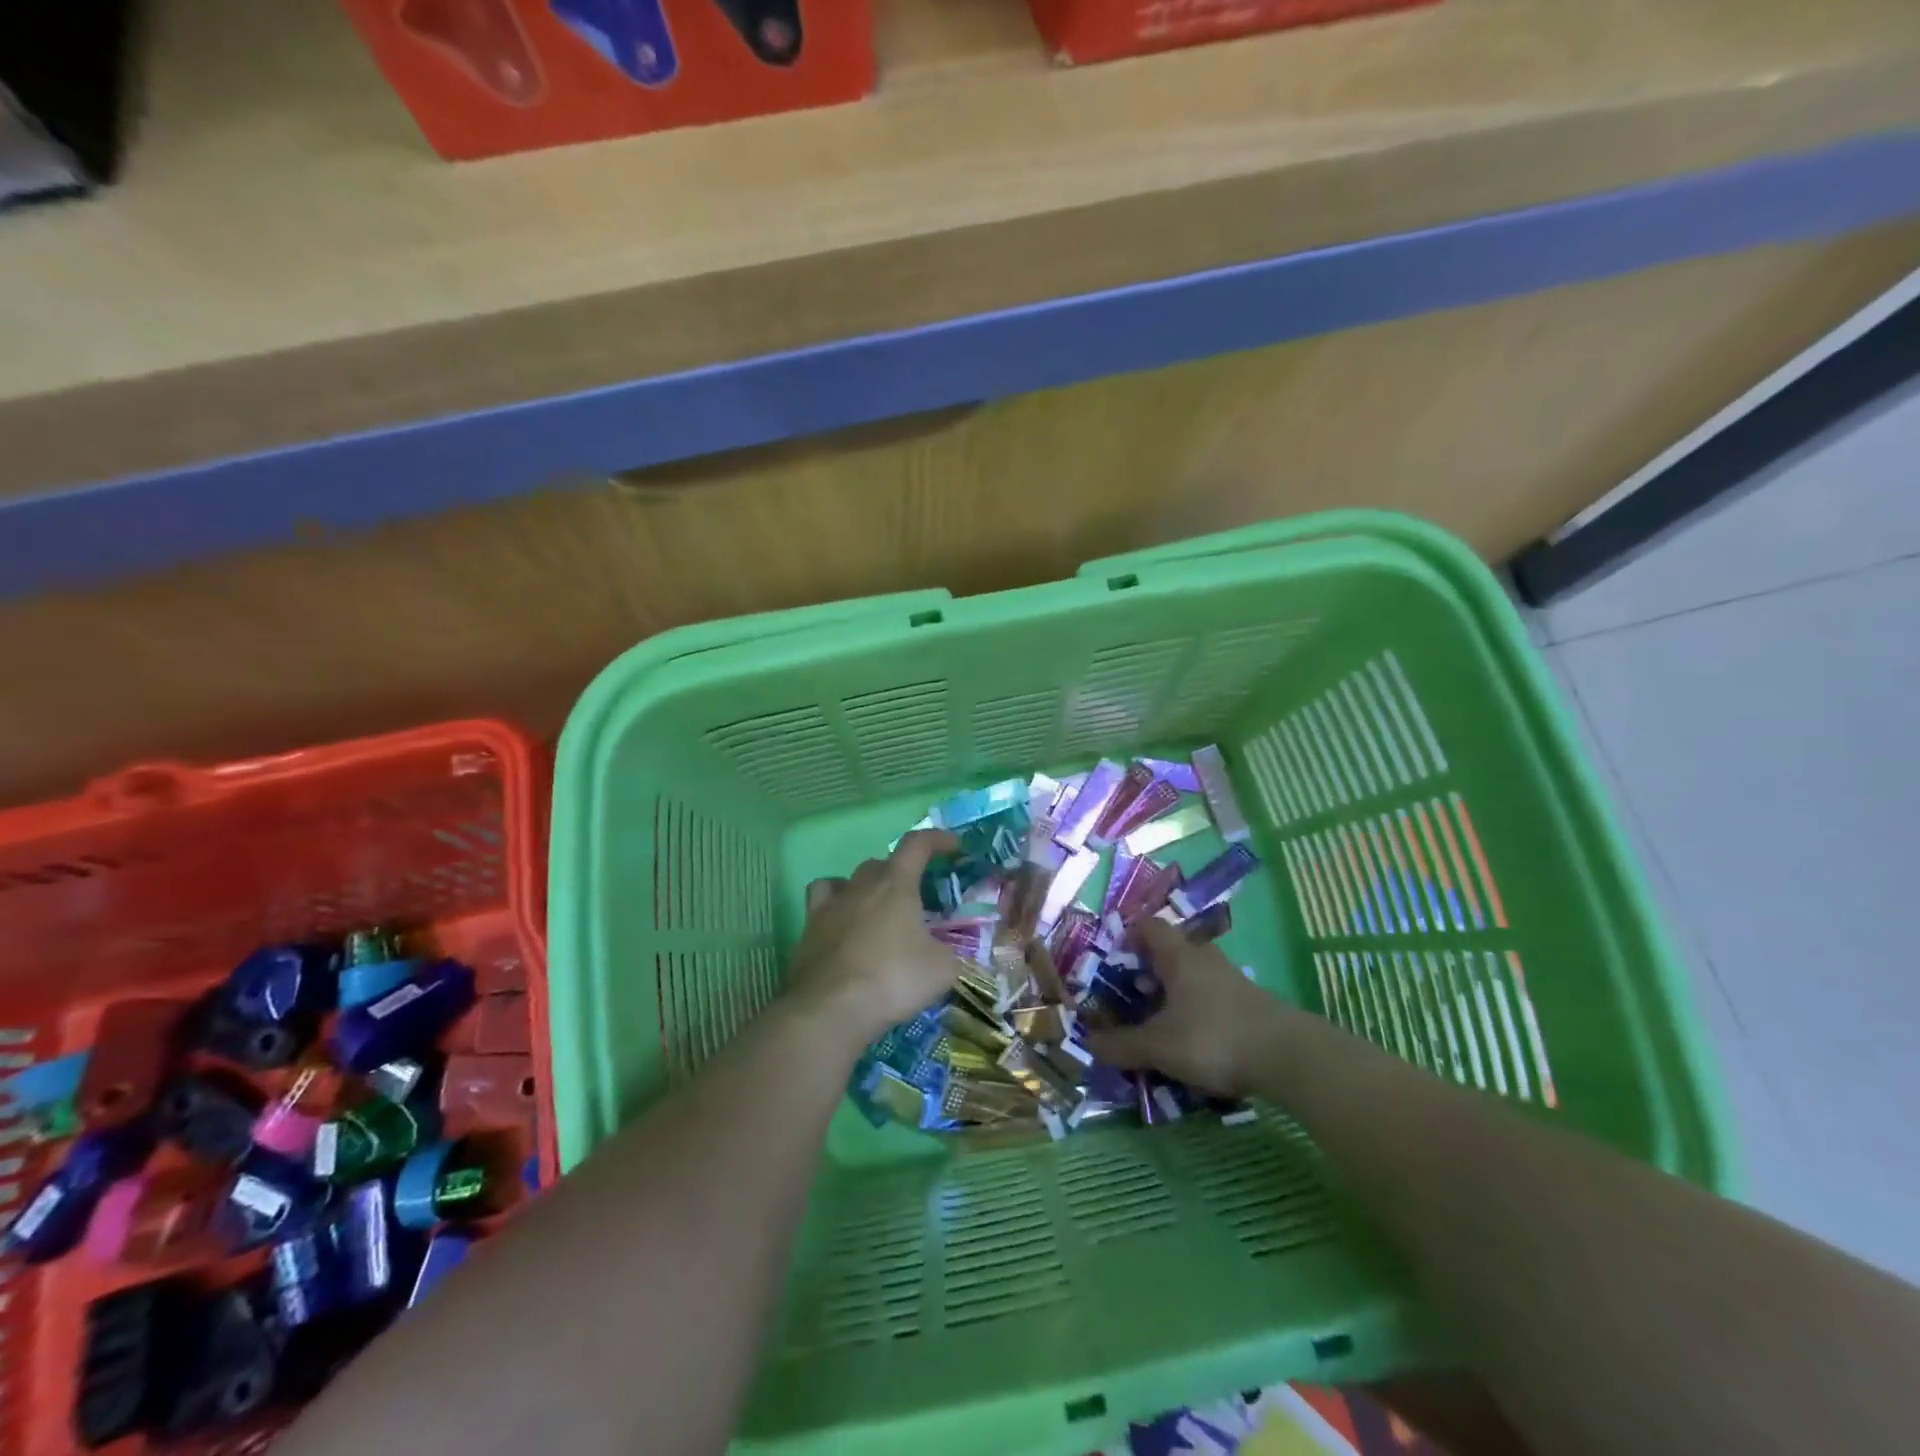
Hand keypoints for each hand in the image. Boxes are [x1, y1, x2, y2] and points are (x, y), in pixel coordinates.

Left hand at [786, 829, 967, 1041]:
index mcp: (896, 884)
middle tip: (917, 895)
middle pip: (882, 863)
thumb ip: (952, 953)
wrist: (830, 1009)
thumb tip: (951, 954)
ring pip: (849, 880)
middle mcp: (861, 885)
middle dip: (902, 872)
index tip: (954, 846)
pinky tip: (843, 923)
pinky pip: (822, 903)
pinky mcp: (808, 930)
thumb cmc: (893, 979)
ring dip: (867, 887)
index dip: (937, 839)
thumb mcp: (942, 970)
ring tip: (878, 908)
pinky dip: (836, 906)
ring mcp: (829, 906)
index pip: (917, 844)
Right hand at [1082, 916, 1285, 1097]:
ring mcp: (1231, 980)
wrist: (1290, 1057)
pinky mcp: (1250, 1004)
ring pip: (1193, 975)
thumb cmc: (1214, 1037)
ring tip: (1157, 1021)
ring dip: (1173, 992)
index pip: (1149, 926)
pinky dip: (1195, 1010)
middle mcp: (1204, 959)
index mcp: (1179, 956)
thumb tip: (1088, 1044)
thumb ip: (1122, 1045)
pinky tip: (1191, 1040)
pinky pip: (1211, 997)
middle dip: (1148, 969)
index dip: (1128, 935)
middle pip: (1171, 950)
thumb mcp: (1160, 1046)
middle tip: (1130, 994)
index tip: (1113, 958)